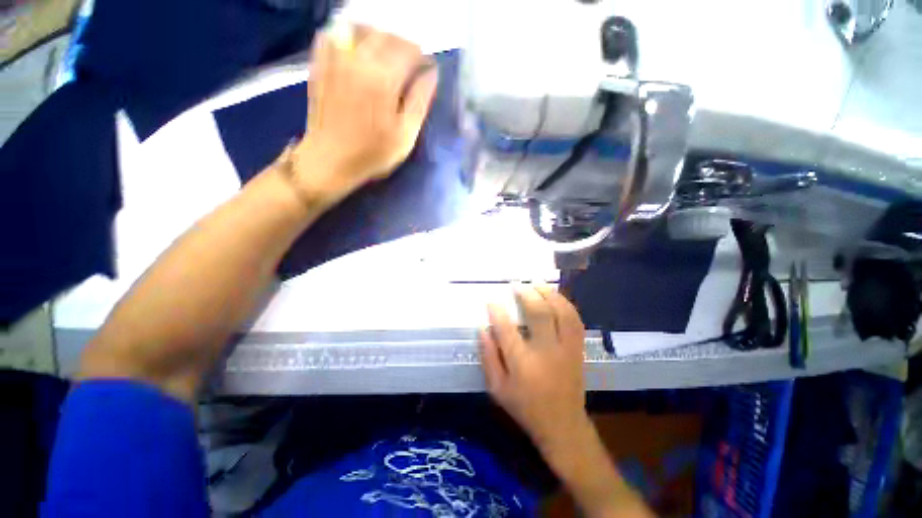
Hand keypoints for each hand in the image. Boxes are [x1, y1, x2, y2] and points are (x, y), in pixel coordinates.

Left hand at [291, 26, 437, 206]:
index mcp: (384, 79)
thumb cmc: (372, 153)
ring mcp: (336, 59)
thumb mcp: (405, 135)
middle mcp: (359, 60)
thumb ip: (420, 101)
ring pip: (361, 29)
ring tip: (387, 54)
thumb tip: (432, 74)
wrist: (330, 160)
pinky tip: (357, 49)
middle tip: (411, 62)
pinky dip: (349, 35)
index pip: (409, 51)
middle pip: (387, 35)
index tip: (428, 68)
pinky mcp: (321, 64)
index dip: (423, 57)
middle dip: (404, 45)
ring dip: (380, 36)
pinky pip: (334, 34)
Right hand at [480, 285, 589, 451]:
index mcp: (522, 365)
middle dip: (527, 294)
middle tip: (517, 285)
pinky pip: (575, 320)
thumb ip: (488, 357)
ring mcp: (566, 349)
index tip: (491, 300)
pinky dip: (565, 304)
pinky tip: (555, 296)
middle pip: (539, 314)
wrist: (563, 425)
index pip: (506, 330)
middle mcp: (546, 352)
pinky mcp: (578, 349)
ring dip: (549, 294)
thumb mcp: (497, 388)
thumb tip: (483, 328)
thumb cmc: (525, 406)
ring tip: (537, 283)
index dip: (497, 311)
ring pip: (561, 312)